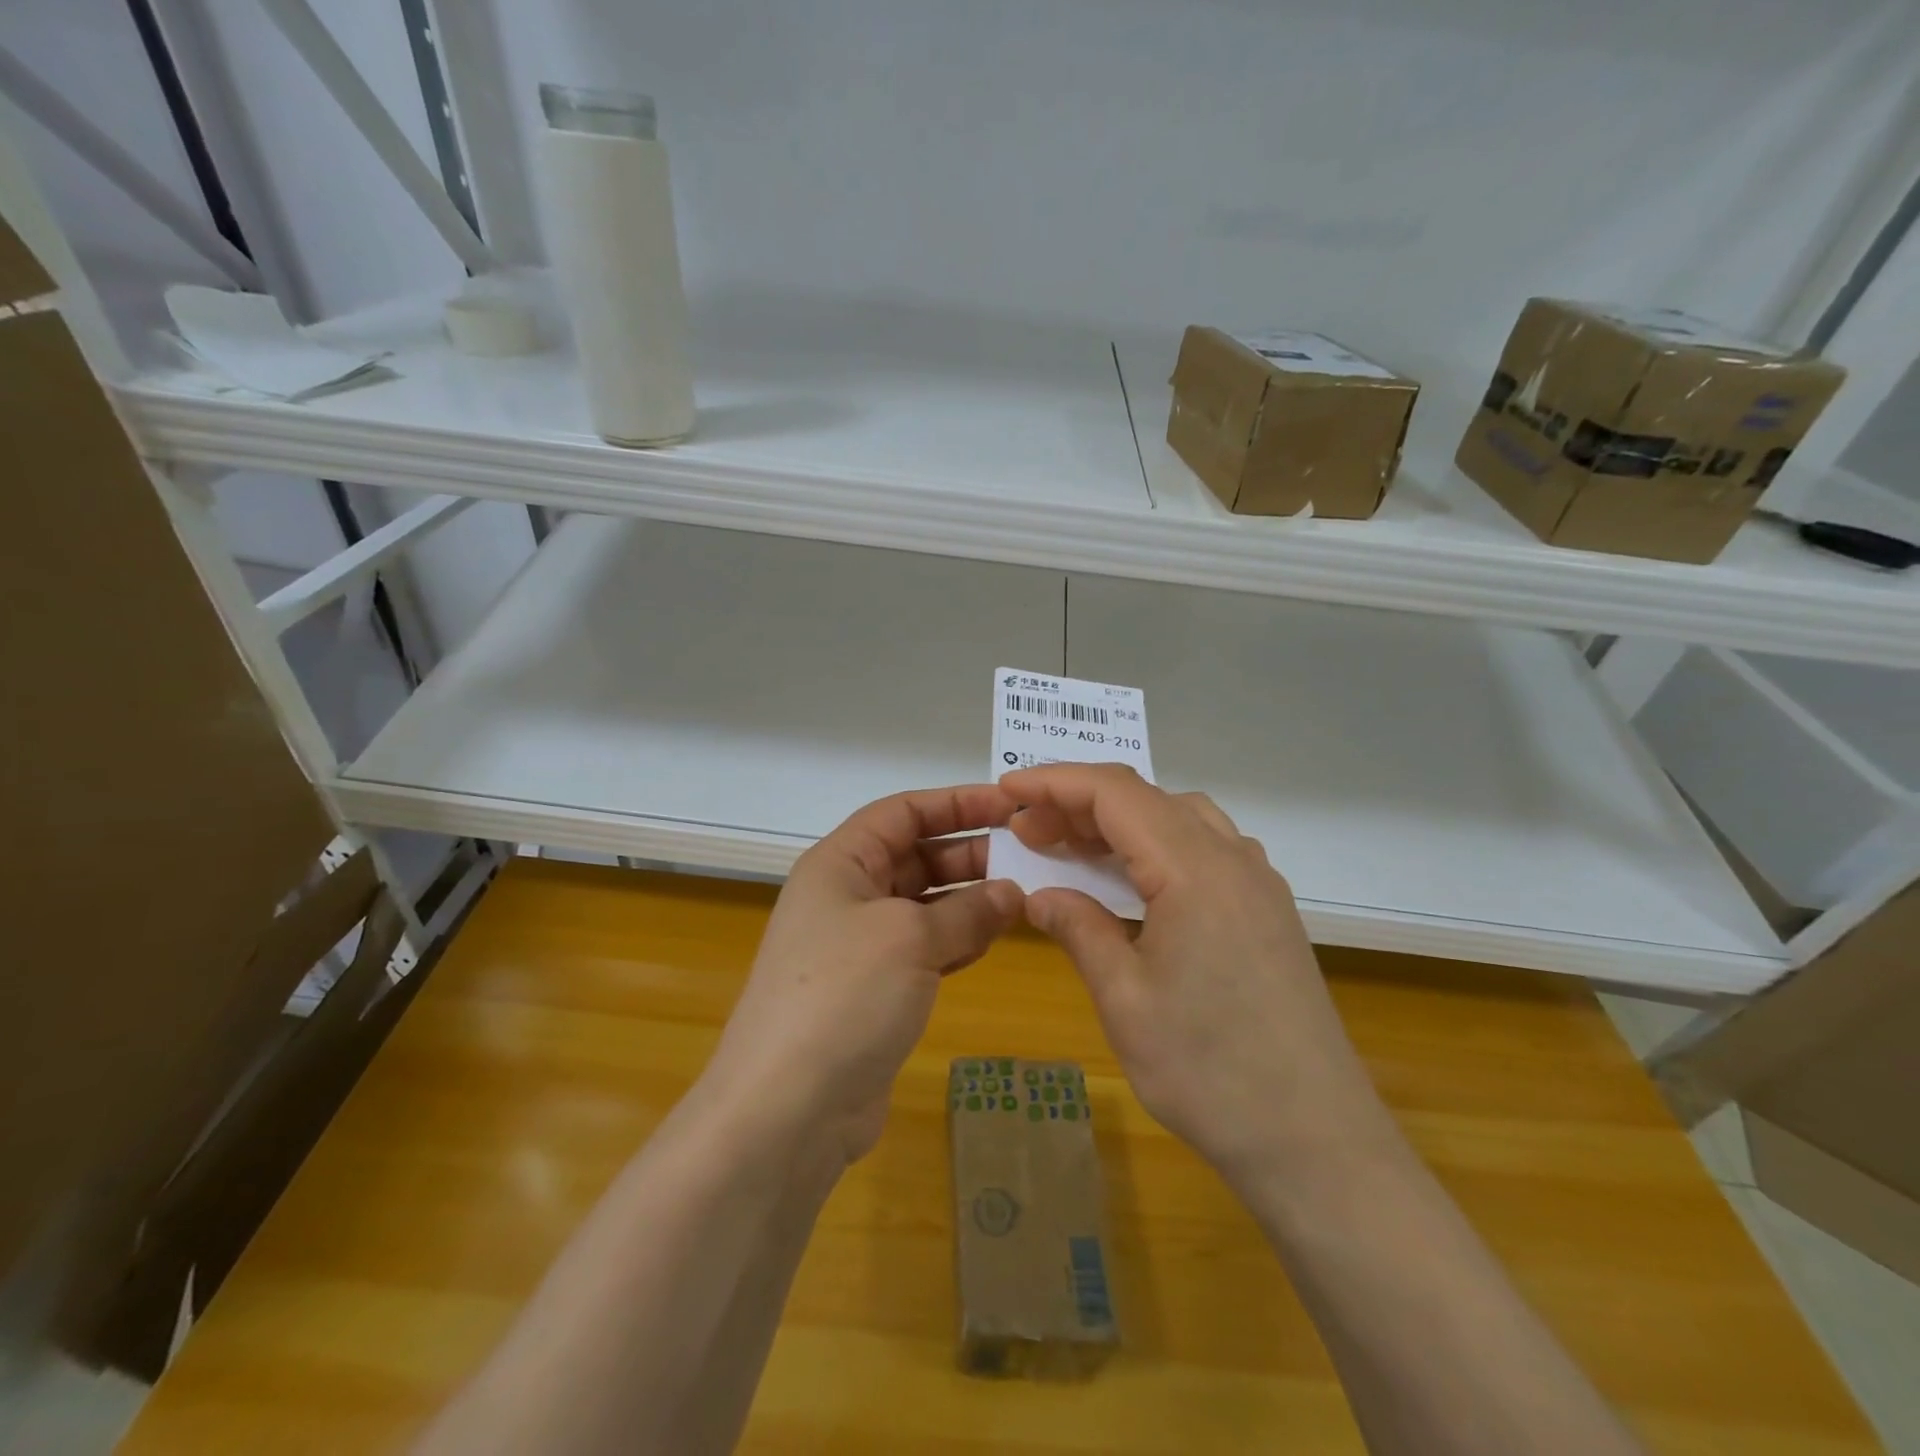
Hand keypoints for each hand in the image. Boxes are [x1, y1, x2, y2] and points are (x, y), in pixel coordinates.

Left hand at [703, 785, 1023, 1169]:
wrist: (787, 1109)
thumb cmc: (844, 996)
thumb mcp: (910, 938)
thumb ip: (967, 911)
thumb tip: (1012, 894)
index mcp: (840, 863)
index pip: (903, 812)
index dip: (956, 802)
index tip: (1009, 806)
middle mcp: (847, 895)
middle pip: (915, 855)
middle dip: (969, 854)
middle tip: (1030, 858)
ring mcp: (859, 945)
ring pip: (924, 904)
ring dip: (969, 900)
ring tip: (1023, 900)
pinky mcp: (874, 989)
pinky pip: (924, 948)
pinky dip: (957, 940)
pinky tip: (992, 941)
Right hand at [1001, 764, 1388, 1181]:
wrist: (1317, 1142)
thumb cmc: (1209, 1072)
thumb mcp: (1125, 1000)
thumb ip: (1080, 929)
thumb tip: (1040, 895)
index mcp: (1195, 869)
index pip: (1115, 794)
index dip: (1056, 782)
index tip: (1009, 789)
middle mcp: (1233, 859)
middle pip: (1147, 799)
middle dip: (1081, 803)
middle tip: (1028, 831)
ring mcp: (1258, 884)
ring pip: (1180, 817)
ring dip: (1122, 821)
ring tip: (1073, 849)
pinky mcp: (1269, 911)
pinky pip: (1206, 848)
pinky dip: (1157, 845)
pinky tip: (1135, 882)